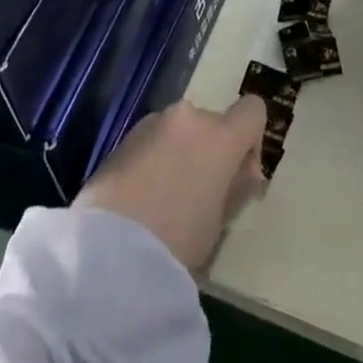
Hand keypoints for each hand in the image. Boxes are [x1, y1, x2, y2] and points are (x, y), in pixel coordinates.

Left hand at [75, 97, 266, 271]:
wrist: (109, 253)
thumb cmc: (177, 242)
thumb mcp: (219, 223)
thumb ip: (236, 188)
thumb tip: (244, 171)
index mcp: (219, 135)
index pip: (252, 110)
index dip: (250, 138)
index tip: (240, 172)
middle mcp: (187, 117)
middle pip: (210, 123)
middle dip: (208, 151)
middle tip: (197, 197)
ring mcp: (152, 123)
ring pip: (178, 132)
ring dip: (178, 153)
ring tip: (163, 202)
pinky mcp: (122, 138)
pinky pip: (150, 142)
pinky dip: (152, 161)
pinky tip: (140, 201)